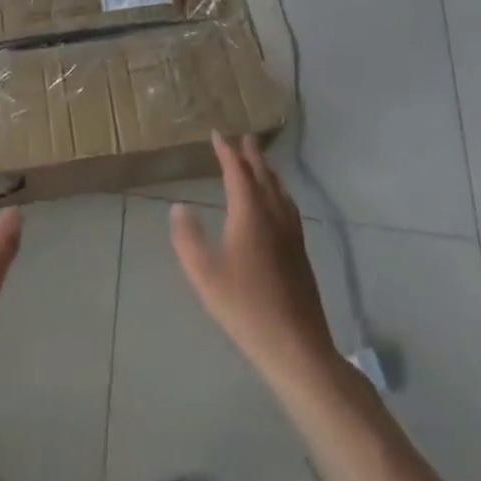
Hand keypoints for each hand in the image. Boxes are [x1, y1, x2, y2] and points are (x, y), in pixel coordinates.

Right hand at [171, 133, 339, 388]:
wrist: (296, 346)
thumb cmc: (244, 307)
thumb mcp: (204, 274)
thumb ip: (187, 237)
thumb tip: (179, 207)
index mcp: (250, 215)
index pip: (238, 173)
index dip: (227, 152)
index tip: (217, 134)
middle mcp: (274, 217)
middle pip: (263, 177)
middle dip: (252, 156)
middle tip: (244, 138)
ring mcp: (291, 235)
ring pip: (280, 192)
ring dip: (268, 172)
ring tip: (261, 164)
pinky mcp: (300, 252)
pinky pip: (289, 208)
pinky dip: (279, 193)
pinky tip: (279, 205)